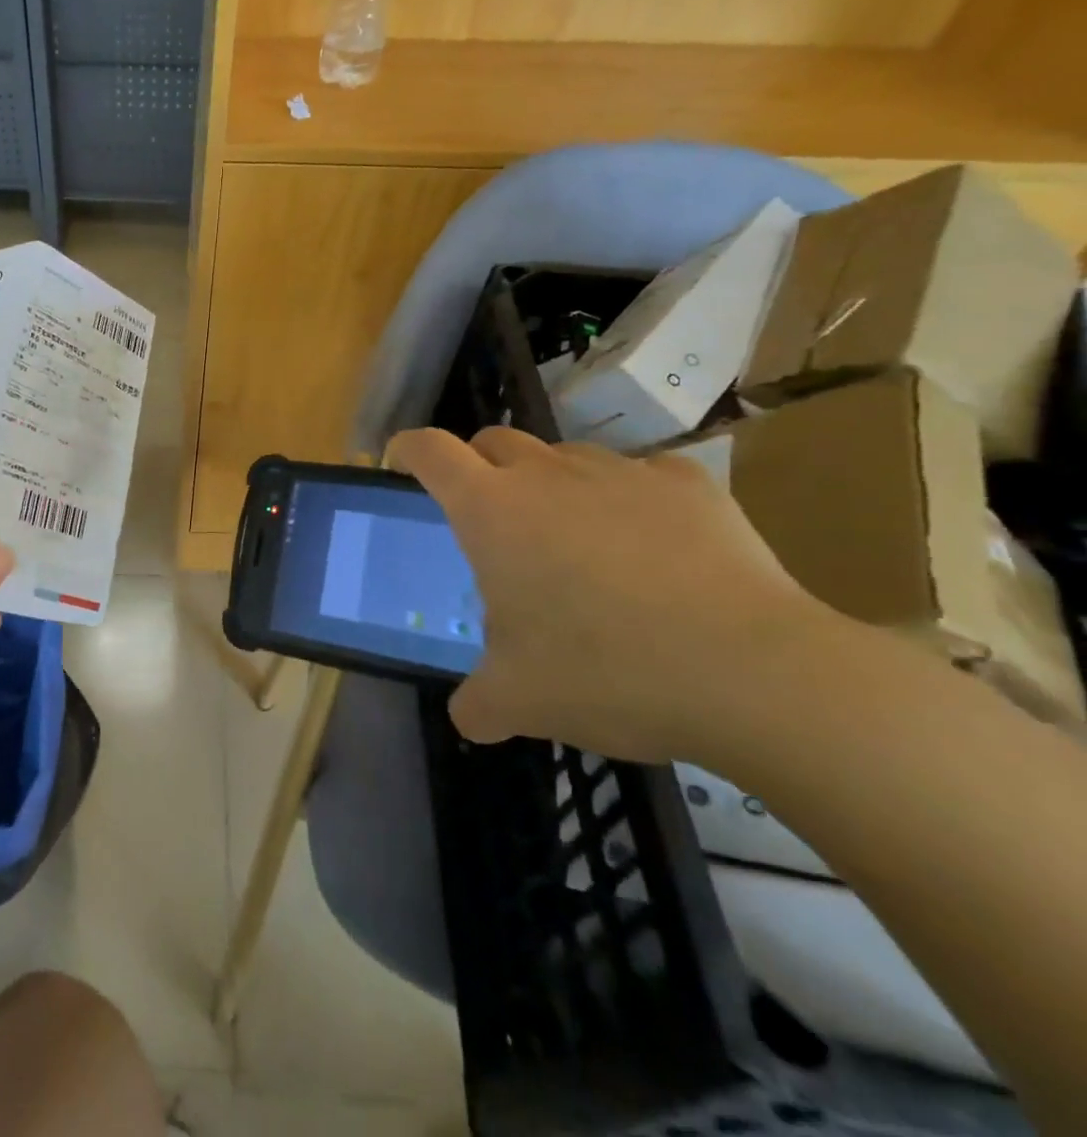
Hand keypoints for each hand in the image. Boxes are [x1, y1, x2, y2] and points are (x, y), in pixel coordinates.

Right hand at [388, 426, 843, 765]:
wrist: (758, 676)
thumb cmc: (609, 673)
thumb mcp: (520, 701)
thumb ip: (477, 704)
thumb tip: (468, 718)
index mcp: (491, 511)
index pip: (428, 450)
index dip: (406, 451)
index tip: (401, 466)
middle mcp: (547, 475)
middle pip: (493, 440)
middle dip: (478, 467)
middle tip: (489, 520)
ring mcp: (621, 472)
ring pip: (564, 457)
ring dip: (552, 485)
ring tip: (575, 542)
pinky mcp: (689, 484)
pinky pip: (640, 476)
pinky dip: (629, 501)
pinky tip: (653, 549)